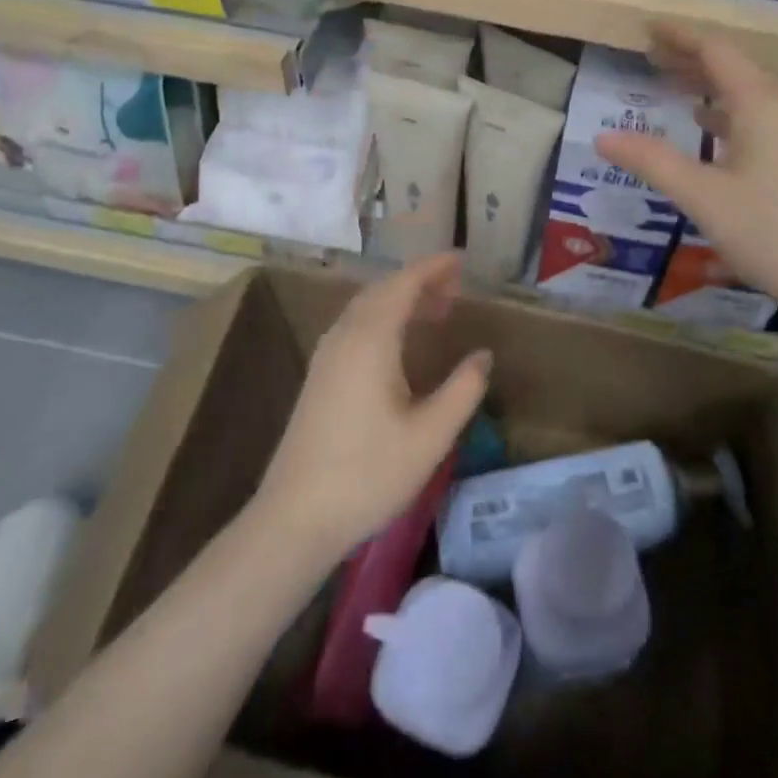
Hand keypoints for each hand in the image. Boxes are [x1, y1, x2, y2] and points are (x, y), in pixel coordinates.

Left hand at [254, 253, 489, 562]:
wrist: (295, 518)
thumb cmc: (368, 474)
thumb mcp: (430, 435)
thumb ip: (463, 389)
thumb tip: (482, 355)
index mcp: (371, 340)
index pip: (403, 284)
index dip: (433, 268)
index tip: (461, 260)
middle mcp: (344, 336)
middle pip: (383, 290)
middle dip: (419, 280)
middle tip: (456, 287)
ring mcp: (326, 356)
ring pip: (366, 308)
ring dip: (400, 299)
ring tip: (436, 309)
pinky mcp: (319, 376)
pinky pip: (355, 326)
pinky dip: (383, 317)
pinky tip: (399, 342)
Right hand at [594, 24, 777, 313]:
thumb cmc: (770, 232)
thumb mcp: (702, 196)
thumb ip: (652, 161)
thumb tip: (602, 138)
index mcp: (762, 104)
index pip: (716, 51)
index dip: (679, 37)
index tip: (647, 29)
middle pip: (733, 68)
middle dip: (690, 59)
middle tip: (649, 55)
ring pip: (748, 95)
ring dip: (709, 86)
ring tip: (671, 85)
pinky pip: (760, 119)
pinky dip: (728, 114)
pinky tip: (709, 127)